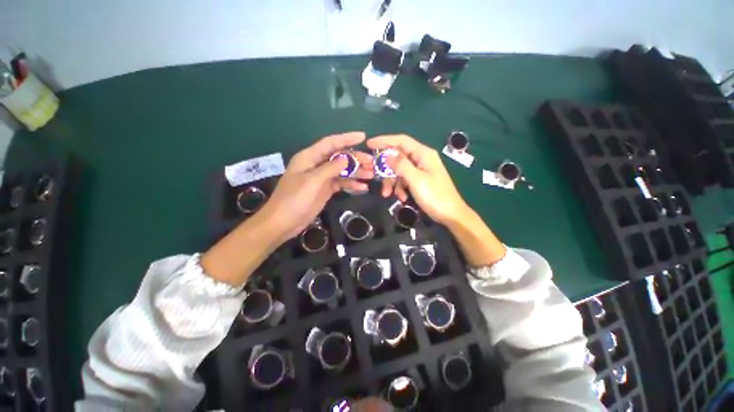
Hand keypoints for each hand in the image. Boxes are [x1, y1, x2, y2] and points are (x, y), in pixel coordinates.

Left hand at [261, 132, 373, 241]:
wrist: (284, 222)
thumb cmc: (294, 199)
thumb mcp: (313, 181)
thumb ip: (330, 168)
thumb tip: (346, 158)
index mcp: (309, 157)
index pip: (330, 143)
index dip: (347, 138)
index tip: (363, 137)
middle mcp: (316, 165)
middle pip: (339, 157)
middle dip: (355, 158)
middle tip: (372, 162)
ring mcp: (322, 178)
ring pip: (342, 171)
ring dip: (356, 172)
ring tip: (371, 174)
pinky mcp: (325, 190)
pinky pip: (340, 183)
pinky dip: (351, 184)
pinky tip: (362, 187)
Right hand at [367, 134, 466, 224]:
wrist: (451, 214)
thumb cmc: (435, 196)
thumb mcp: (416, 179)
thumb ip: (401, 165)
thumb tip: (387, 155)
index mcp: (423, 154)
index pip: (401, 141)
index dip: (384, 140)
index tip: (369, 144)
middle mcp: (421, 159)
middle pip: (398, 157)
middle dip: (386, 169)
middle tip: (374, 177)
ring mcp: (421, 170)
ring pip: (400, 170)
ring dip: (392, 182)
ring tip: (387, 194)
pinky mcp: (420, 180)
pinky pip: (405, 180)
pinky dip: (400, 188)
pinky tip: (401, 197)